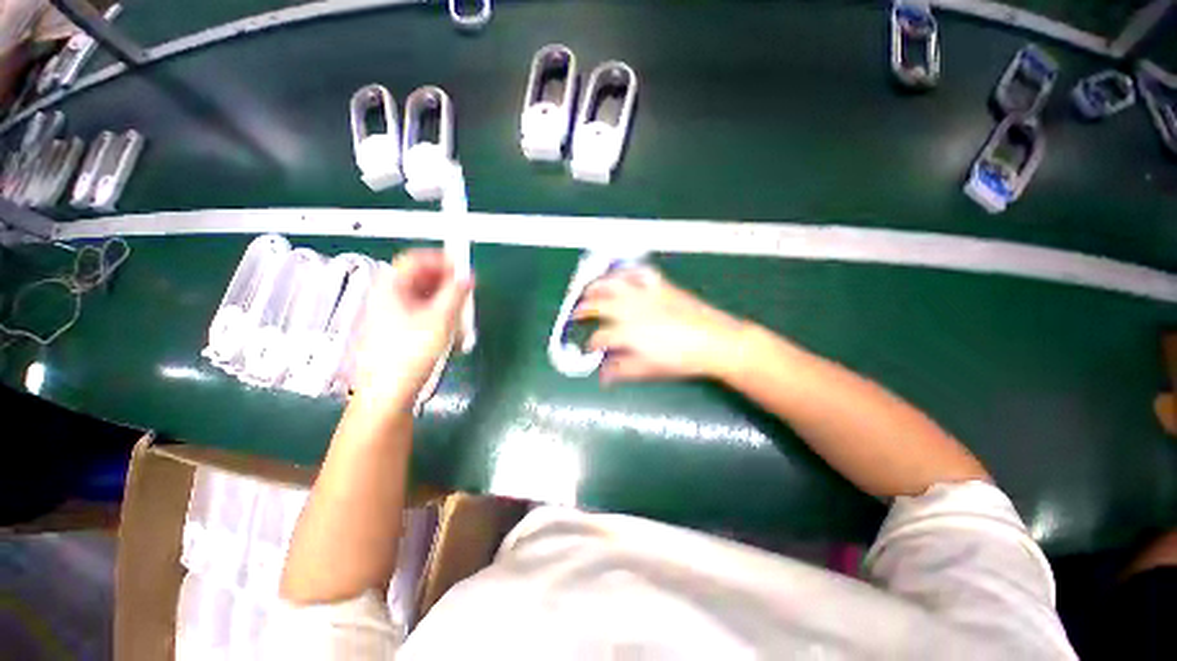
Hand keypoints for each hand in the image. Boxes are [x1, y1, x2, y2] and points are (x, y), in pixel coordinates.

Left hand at [352, 250, 471, 407]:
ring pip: (423, 296)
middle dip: (446, 282)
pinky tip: (450, 329)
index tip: (463, 267)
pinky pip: (421, 312)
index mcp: (391, 288)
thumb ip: (456, 293)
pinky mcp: (398, 330)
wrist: (388, 392)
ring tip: (461, 314)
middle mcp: (388, 296)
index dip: (441, 259)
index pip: (415, 259)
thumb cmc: (412, 352)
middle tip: (465, 292)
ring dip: (445, 300)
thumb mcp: (440, 319)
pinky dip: (438, 314)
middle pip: (419, 278)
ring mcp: (391, 314)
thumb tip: (469, 275)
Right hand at [574, 267, 746, 384]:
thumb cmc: (681, 360)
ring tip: (588, 288)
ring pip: (613, 282)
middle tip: (576, 312)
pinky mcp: (659, 285)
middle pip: (598, 303)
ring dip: (596, 284)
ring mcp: (645, 293)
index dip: (590, 344)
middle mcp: (630, 309)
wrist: (715, 341)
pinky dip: (626, 271)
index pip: (598, 337)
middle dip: (583, 308)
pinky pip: (638, 273)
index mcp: (626, 332)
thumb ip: (622, 370)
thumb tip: (603, 375)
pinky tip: (620, 274)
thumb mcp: (649, 370)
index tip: (588, 349)